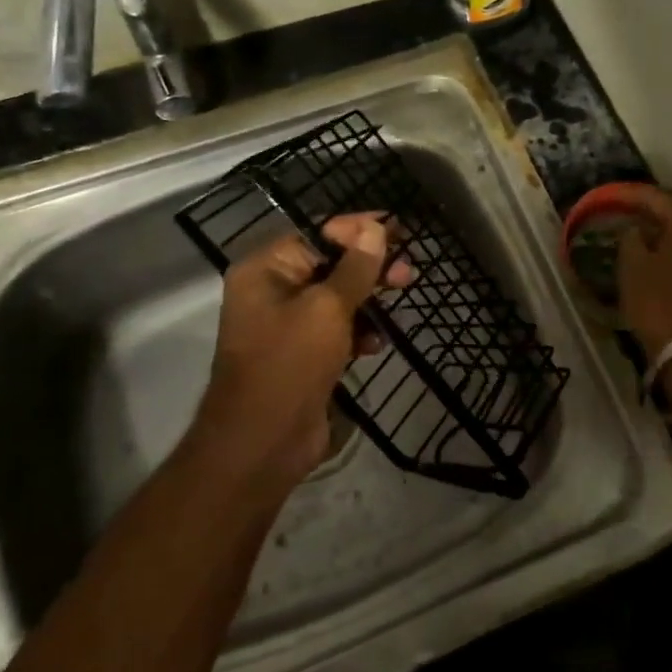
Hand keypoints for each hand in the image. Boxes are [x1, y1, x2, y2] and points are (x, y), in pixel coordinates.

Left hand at [192, 213, 413, 497]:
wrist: (263, 443)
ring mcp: (288, 325)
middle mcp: (273, 290)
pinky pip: (338, 329)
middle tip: (407, 269)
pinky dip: (359, 331)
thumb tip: (375, 228)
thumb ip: (355, 267)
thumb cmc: (289, 363)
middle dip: (370, 265)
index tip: (397, 228)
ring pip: (338, 297)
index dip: (358, 229)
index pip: (317, 232)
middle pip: (330, 263)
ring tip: (400, 297)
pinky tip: (375, 344)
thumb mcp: (327, 309)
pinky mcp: (305, 354)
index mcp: (266, 269)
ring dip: (369, 298)